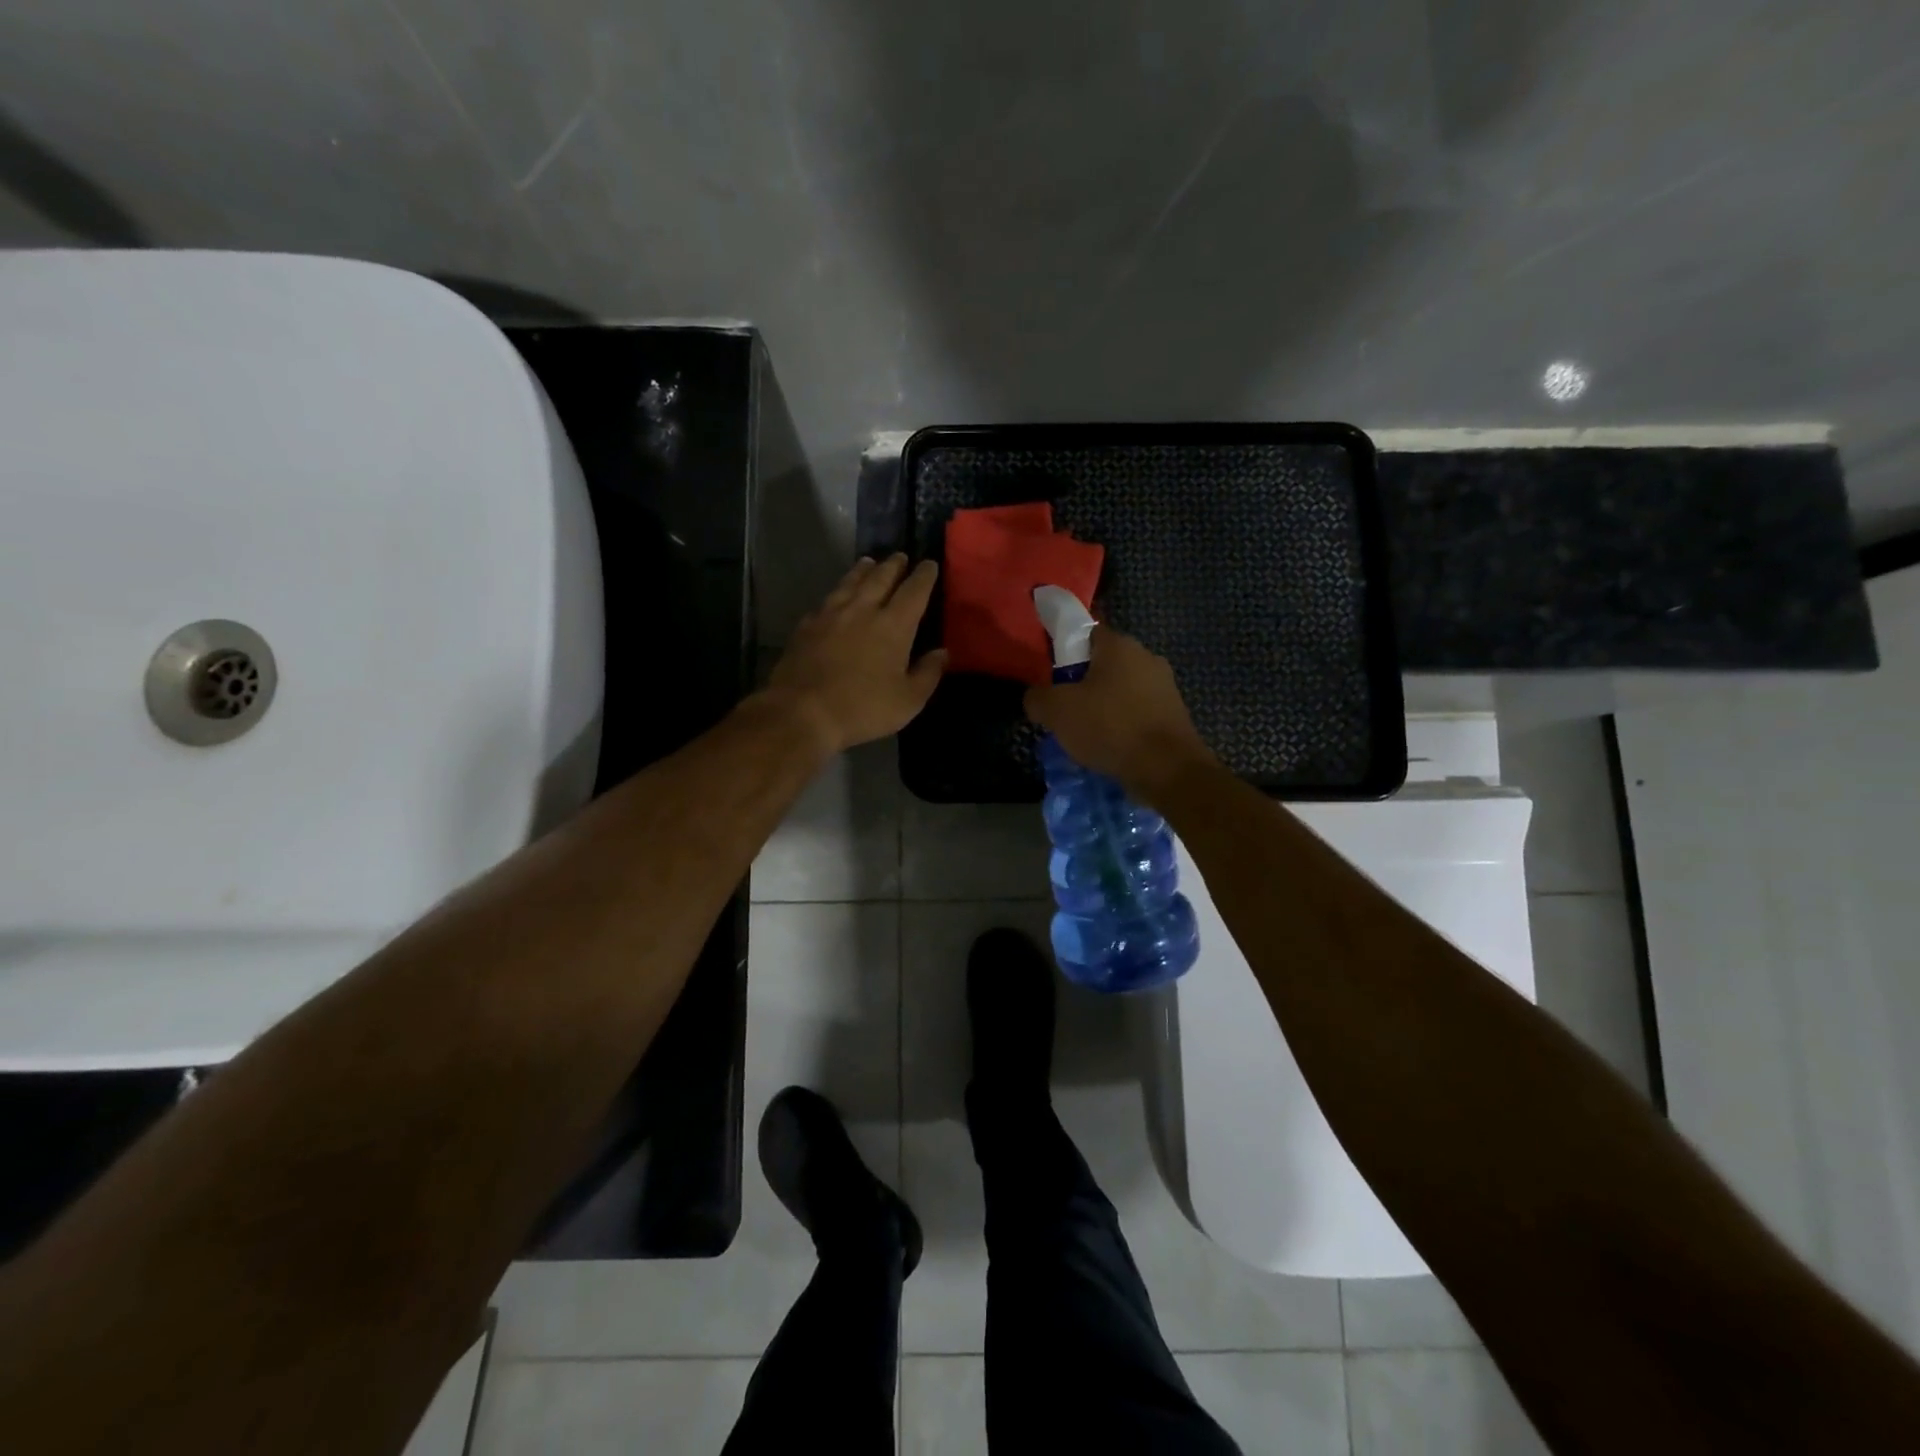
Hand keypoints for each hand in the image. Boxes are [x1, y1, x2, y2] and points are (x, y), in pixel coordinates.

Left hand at [767, 554, 948, 753]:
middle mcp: (863, 610)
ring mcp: (830, 614)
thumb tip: (942, 652)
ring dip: (863, 570)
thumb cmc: (862, 708)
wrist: (801, 711)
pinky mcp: (806, 626)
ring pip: (850, 583)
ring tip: (869, 563)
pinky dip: (837, 592)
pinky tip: (835, 596)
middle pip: (881, 578)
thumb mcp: (908, 700)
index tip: (930, 564)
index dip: (924, 576)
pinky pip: (827, 600)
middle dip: (893, 565)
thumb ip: (928, 673)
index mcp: (893, 625)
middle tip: (900, 556)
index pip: (914, 591)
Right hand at [1023, 626, 1215, 796]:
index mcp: (1119, 645)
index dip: (1064, 653)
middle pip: (1104, 663)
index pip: (1084, 634)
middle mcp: (1146, 656)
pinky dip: (1123, 724)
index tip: (1052, 679)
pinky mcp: (1174, 713)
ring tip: (1087, 733)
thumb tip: (1035, 697)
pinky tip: (1112, 746)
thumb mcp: (1057, 711)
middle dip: (1083, 684)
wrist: (1167, 769)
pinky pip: (1138, 712)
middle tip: (1064, 710)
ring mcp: (1165, 685)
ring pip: (1122, 689)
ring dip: (1104, 706)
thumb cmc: (1110, 727)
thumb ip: (1037, 697)